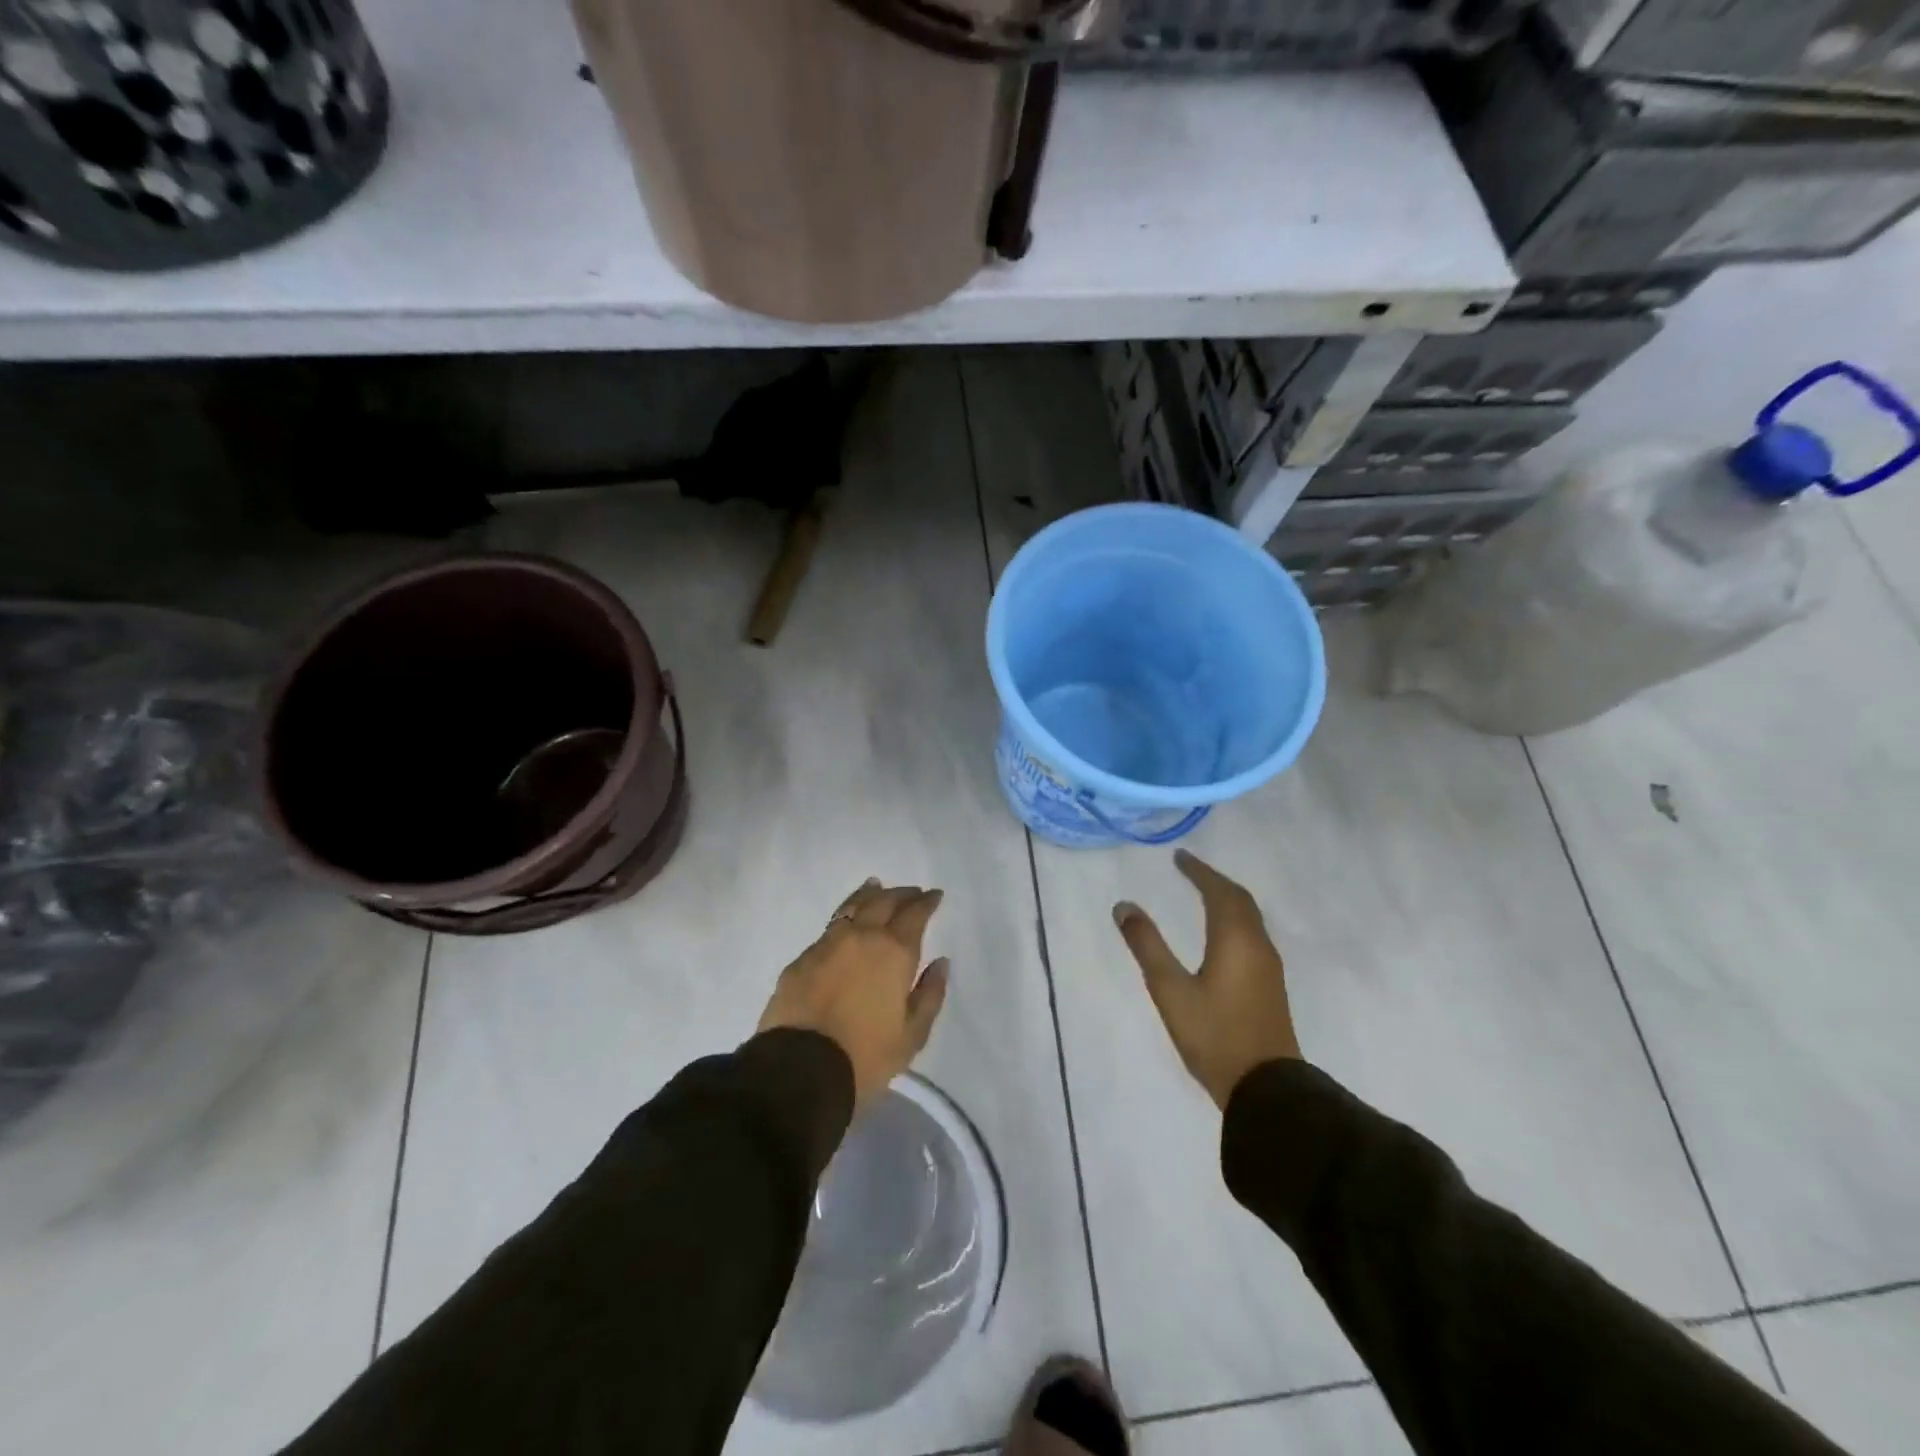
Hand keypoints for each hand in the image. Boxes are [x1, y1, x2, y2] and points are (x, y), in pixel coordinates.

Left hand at [758, 878, 949, 1110]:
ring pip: (852, 907)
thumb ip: (929, 994)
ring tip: (876, 887)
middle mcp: (861, 937)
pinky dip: (844, 918)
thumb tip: (940, 963)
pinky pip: (829, 928)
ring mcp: (827, 944)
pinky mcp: (801, 959)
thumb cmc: (866, 1056)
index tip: (934, 895)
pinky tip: (845, 924)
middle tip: (912, 892)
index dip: (926, 902)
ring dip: (869, 895)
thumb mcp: (912, 1035)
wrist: (799, 1070)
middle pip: (883, 902)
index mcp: (893, 951)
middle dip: (901, 894)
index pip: (914, 914)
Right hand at [1114, 850, 1300, 1108]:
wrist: (1266, 1089)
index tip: (1179, 857)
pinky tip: (1222, 934)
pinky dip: (1235, 919)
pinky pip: (1253, 934)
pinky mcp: (1270, 986)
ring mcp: (1268, 967)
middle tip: (1189, 870)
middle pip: (1239, 900)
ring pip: (1250, 918)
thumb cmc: (1214, 1035)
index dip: (1198, 871)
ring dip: (1227, 899)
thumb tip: (1123, 906)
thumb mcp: (1170, 989)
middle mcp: (1257, 945)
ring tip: (1203, 894)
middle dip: (1214, 881)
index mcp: (1235, 939)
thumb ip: (1147, 945)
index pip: (1218, 891)